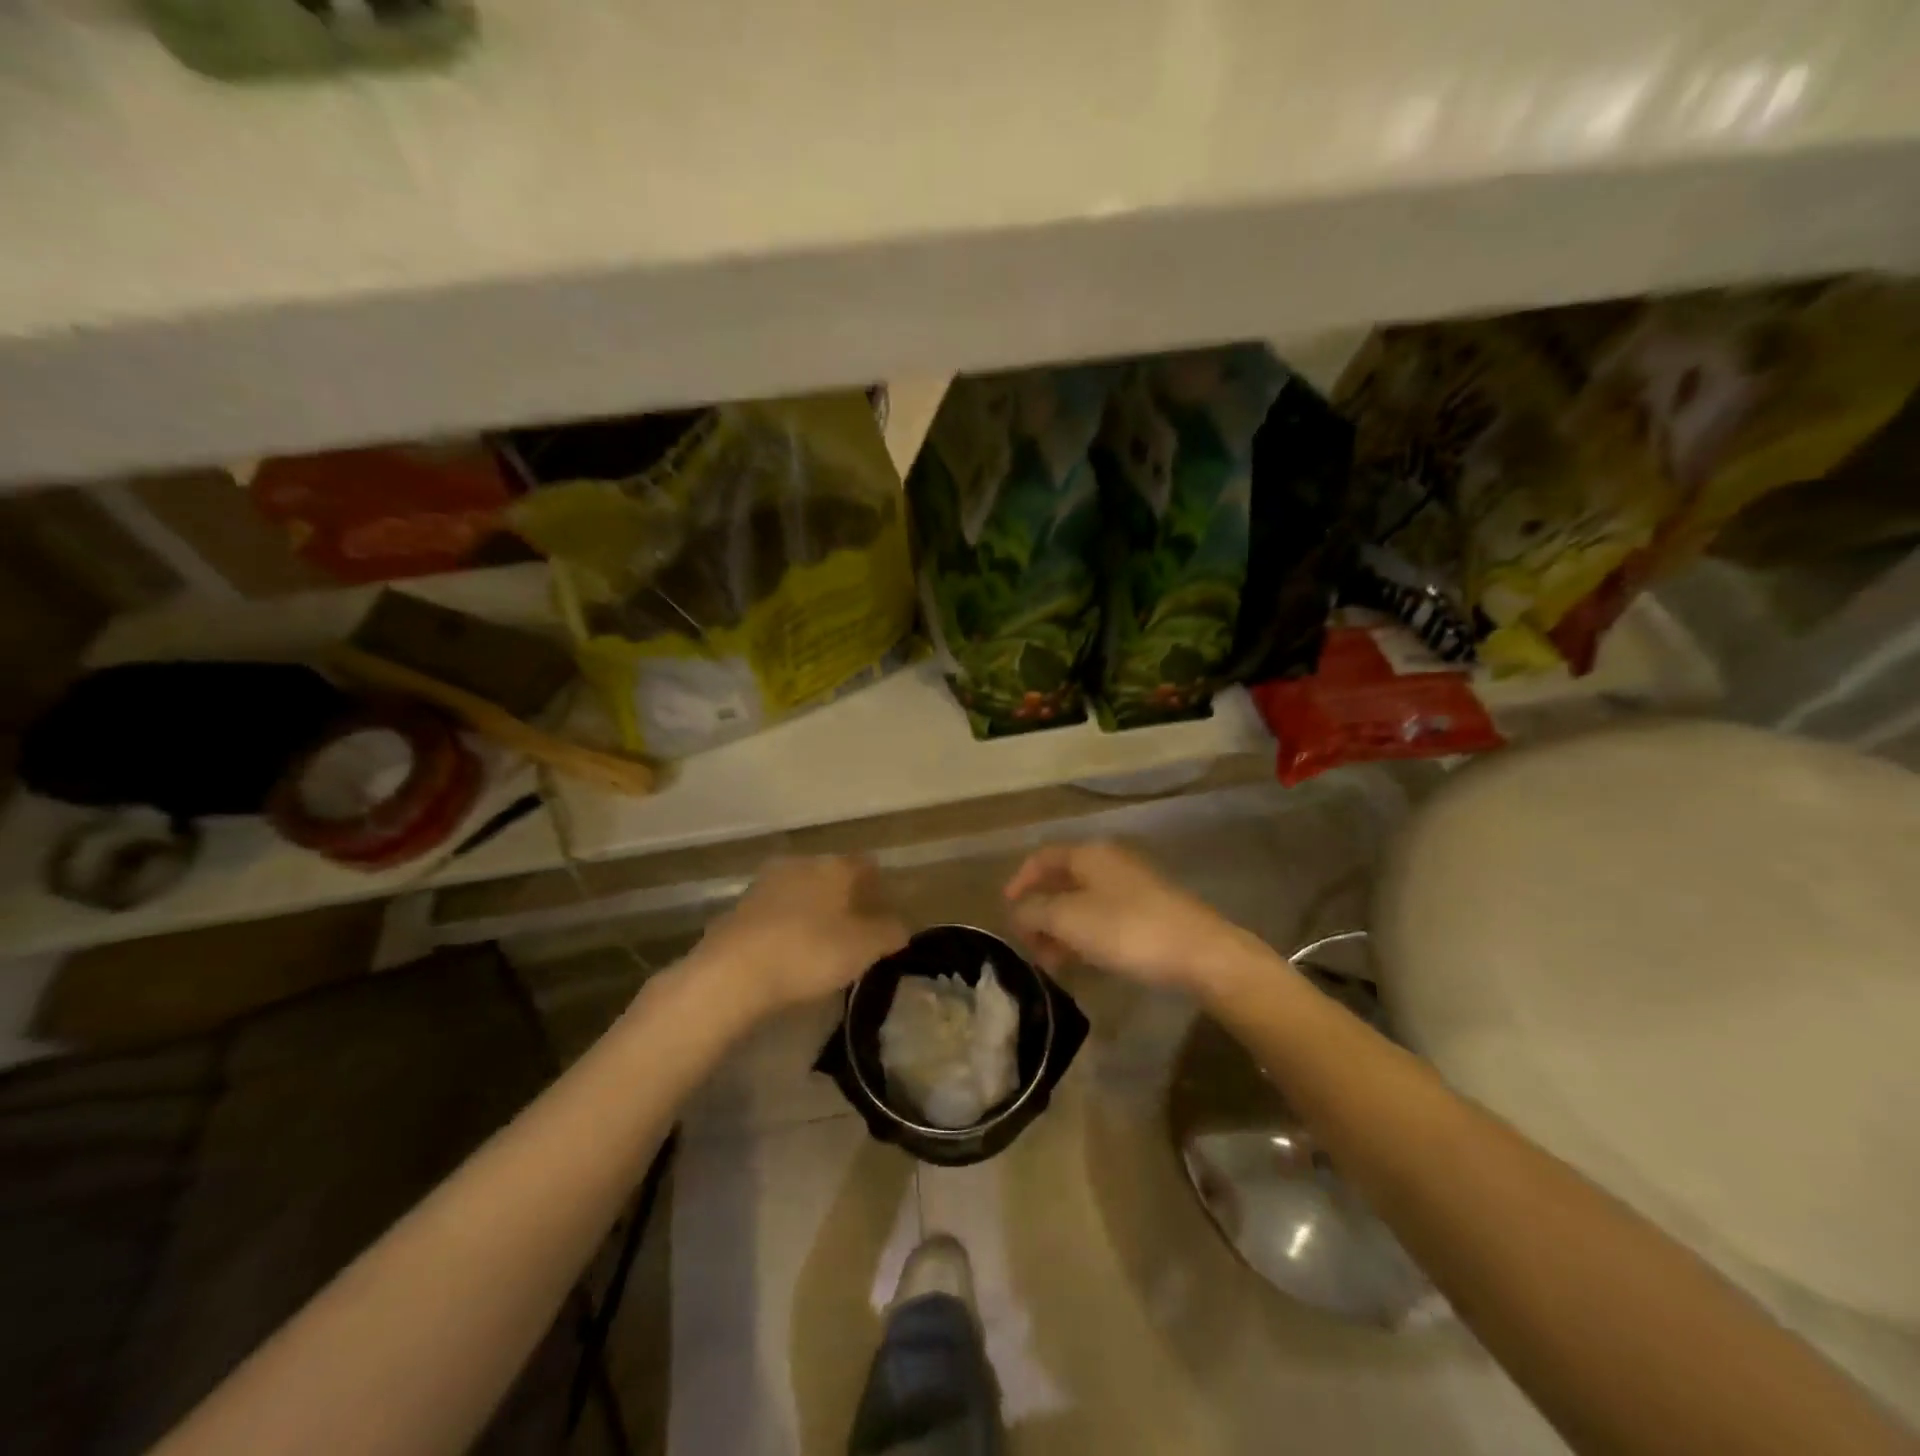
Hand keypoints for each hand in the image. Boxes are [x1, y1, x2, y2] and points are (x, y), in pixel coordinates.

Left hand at [691, 856, 908, 1020]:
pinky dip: (785, 927)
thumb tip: (900, 926)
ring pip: (800, 891)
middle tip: (856, 928)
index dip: (879, 885)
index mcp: (834, 866)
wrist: (731, 974)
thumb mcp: (863, 948)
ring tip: (822, 943)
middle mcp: (799, 864)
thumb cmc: (809, 953)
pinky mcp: (737, 910)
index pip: (865, 864)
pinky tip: (788, 952)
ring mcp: (764, 884)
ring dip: (812, 911)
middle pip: (831, 875)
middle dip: (844, 897)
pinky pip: (773, 913)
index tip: (886, 909)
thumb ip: (888, 933)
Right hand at [1004, 841, 1260, 994]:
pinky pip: (1103, 918)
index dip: (1019, 882)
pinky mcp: (1149, 912)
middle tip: (1028, 946)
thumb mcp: (1068, 919)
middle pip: (1061, 882)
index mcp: (1088, 854)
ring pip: (1082, 903)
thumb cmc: (1127, 929)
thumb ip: (1034, 911)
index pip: (1042, 858)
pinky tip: (1083, 961)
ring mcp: (1132, 886)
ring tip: (1051, 962)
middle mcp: (1109, 862)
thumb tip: (1017, 911)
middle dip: (1039, 913)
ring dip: (1060, 929)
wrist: (1200, 953)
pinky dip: (1084, 935)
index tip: (1005, 912)